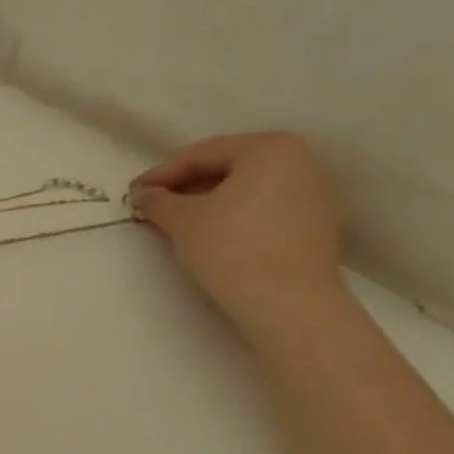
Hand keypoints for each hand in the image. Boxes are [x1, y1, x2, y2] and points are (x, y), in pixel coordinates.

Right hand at [128, 133, 344, 334]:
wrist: (288, 305)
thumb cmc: (231, 247)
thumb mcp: (181, 219)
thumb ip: (157, 200)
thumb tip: (143, 194)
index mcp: (269, 148)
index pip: (202, 155)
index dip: (162, 174)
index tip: (135, 191)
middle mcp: (301, 162)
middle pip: (228, 168)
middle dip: (187, 186)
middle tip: (154, 205)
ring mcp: (315, 195)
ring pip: (247, 190)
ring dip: (210, 202)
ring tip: (178, 221)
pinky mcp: (318, 226)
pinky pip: (266, 210)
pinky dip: (235, 216)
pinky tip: (211, 235)